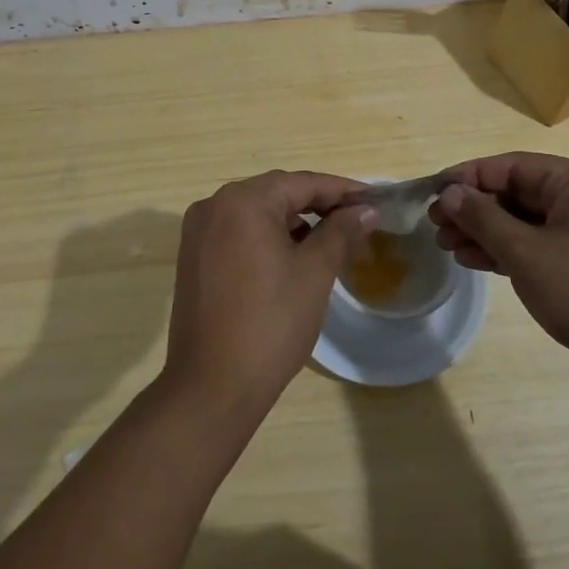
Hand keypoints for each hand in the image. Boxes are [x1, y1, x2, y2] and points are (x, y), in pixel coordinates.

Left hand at [165, 171, 376, 416]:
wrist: (212, 386)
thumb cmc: (271, 323)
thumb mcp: (314, 272)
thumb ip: (340, 231)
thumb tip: (364, 209)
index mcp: (242, 201)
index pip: (302, 183)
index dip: (342, 190)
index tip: (374, 201)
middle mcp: (214, 205)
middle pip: (277, 192)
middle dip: (318, 204)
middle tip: (358, 220)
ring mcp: (199, 232)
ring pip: (256, 212)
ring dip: (293, 220)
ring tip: (331, 239)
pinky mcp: (194, 257)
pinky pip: (238, 232)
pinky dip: (268, 236)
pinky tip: (293, 256)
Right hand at [430, 153, 568, 400]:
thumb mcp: (525, 252)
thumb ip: (483, 217)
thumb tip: (450, 193)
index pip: (510, 166)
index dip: (468, 177)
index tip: (432, 193)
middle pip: (516, 193)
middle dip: (473, 209)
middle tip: (435, 226)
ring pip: (524, 221)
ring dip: (485, 232)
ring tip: (446, 245)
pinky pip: (538, 245)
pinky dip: (507, 251)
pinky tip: (473, 261)